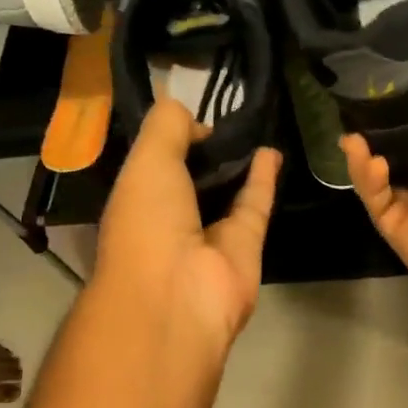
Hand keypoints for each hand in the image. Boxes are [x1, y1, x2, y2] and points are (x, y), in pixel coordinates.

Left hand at [93, 99, 280, 357]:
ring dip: (238, 163)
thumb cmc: (148, 221)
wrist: (177, 293)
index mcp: (136, 200)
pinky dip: (263, 179)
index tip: (192, 114)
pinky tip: (271, 150)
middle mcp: (170, 218)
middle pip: (192, 178)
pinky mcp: (244, 245)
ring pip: (226, 191)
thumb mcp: (147, 159)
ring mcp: (209, 234)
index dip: (171, 138)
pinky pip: (254, 205)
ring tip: (253, 129)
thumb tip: (196, 121)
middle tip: (229, 117)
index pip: (153, 164)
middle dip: (206, 151)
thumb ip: (168, 126)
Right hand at [343, 34, 407, 331]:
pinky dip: (367, 177)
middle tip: (354, 98)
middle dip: (378, 127)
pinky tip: (363, 155)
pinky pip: (376, 198)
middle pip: (400, 148)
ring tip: (350, 127)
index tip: (388, 72)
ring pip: (380, 174)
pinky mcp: (398, 229)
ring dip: (365, 153)